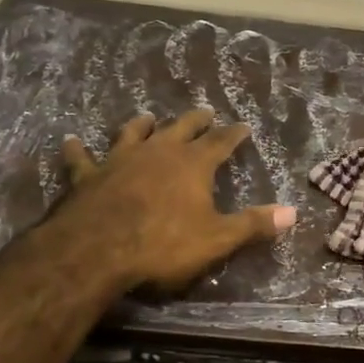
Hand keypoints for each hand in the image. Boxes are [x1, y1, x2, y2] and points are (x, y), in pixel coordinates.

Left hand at [55, 108, 295, 292]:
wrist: (97, 250)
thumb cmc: (163, 245)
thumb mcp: (217, 239)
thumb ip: (253, 224)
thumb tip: (293, 212)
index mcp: (192, 164)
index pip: (220, 142)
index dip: (233, 134)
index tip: (243, 126)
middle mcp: (158, 151)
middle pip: (181, 127)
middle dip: (195, 120)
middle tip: (204, 112)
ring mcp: (120, 159)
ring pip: (133, 133)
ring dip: (142, 125)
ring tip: (148, 117)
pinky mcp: (87, 175)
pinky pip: (81, 158)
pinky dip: (76, 149)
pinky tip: (70, 140)